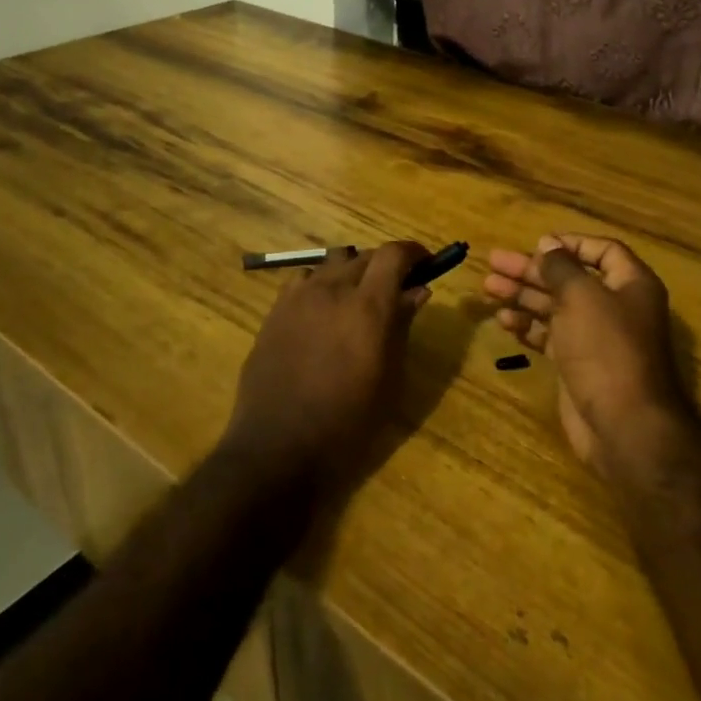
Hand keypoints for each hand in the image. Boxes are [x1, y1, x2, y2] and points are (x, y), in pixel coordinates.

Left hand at [223, 242, 430, 491]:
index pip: (394, 254)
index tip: (425, 263)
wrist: (279, 448)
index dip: (413, 252)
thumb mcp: (389, 378)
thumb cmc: (348, 422)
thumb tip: (417, 291)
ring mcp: (299, 297)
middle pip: (365, 256)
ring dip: (352, 272)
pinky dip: (321, 284)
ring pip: (333, 263)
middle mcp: (332, 290)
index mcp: (368, 307)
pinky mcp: (275, 310)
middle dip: (385, 266)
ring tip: (356, 298)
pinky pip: (304, 279)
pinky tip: (322, 310)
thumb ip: (402, 326)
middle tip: (395, 289)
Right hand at [483, 234, 691, 480]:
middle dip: (532, 270)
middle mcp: (615, 306)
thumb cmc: (605, 348)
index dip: (570, 244)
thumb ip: (561, 267)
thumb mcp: (581, 296)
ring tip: (488, 287)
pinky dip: (528, 326)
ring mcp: (596, 337)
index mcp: (631, 284)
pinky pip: (550, 336)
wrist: (624, 425)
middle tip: (494, 262)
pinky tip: (503, 321)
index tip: (536, 243)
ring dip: (523, 296)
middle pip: (570, 278)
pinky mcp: (578, 364)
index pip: (602, 250)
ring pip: (555, 307)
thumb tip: (548, 244)